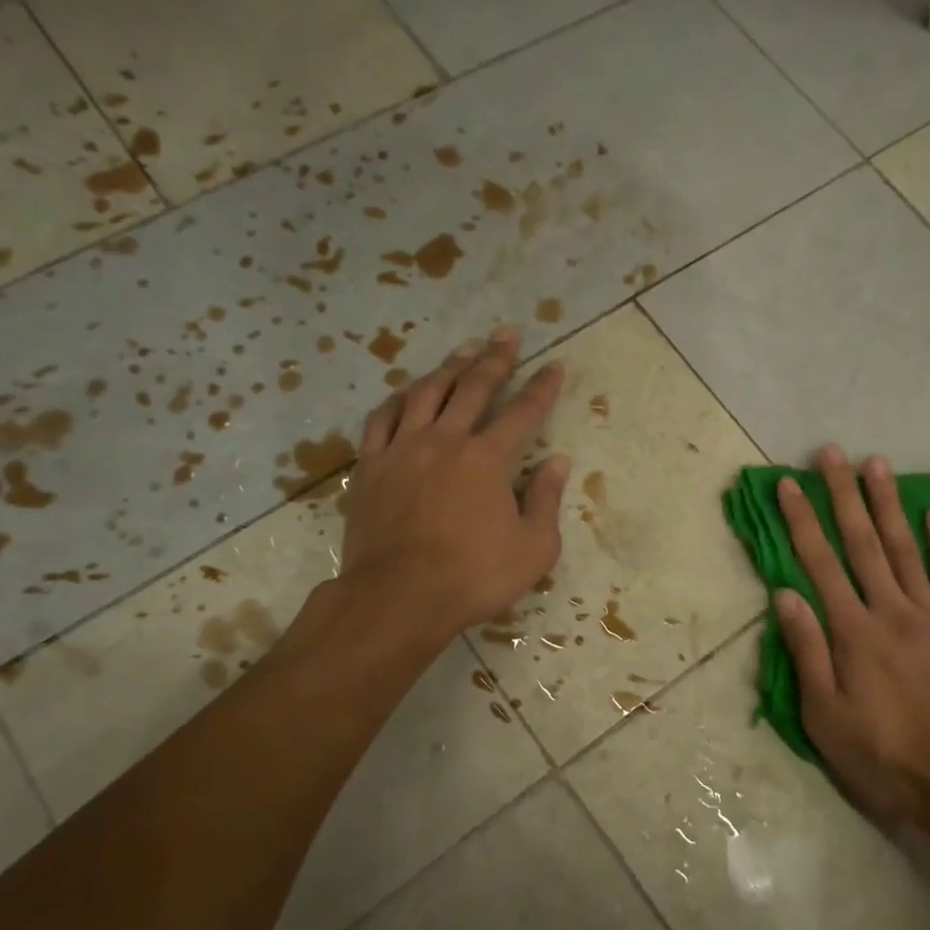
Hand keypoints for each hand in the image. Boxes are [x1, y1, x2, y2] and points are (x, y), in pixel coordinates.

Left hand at [337, 326, 570, 635]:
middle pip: (474, 387)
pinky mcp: (371, 466)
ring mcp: (403, 450)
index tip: (555, 364)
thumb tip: (558, 462)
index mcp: (488, 459)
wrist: (398, 597)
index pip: (523, 412)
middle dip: (496, 358)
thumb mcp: (533, 548)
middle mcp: (446, 441)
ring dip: (449, 367)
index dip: (542, 387)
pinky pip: (382, 419)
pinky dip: (398, 399)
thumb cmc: (473, 576)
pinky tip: (407, 392)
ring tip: (464, 349)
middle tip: (507, 333)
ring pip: (427, 393)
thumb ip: (546, 500)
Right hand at [773, 447, 929, 839]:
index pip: (820, 564)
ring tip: (877, 464)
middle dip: (843, 495)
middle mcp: (891, 611)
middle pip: (862, 543)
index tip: (789, 485)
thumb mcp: (825, 716)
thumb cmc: (883, 756)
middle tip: (831, 453)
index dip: (802, 522)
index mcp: (852, 632)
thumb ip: (807, 652)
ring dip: (888, 504)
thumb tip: (785, 594)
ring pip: (905, 549)